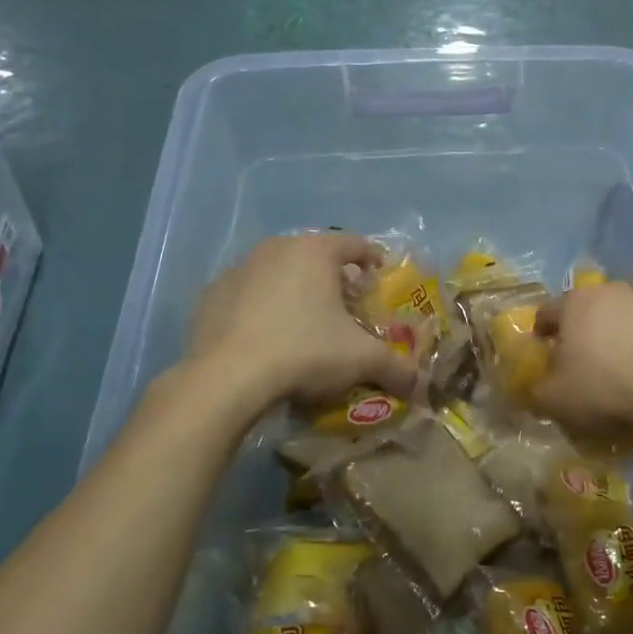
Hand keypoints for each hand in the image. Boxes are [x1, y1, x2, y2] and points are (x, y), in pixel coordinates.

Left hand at [185, 233, 418, 413]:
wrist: (227, 378)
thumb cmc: (304, 352)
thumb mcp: (361, 360)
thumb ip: (397, 369)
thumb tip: (421, 388)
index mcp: (315, 252)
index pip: (355, 245)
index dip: (372, 260)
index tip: (379, 276)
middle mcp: (276, 248)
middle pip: (315, 257)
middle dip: (333, 278)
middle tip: (346, 305)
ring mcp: (238, 269)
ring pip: (278, 272)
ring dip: (295, 290)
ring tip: (306, 323)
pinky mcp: (211, 295)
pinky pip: (247, 295)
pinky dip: (261, 308)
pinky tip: (267, 337)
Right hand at [531, 282, 632, 434]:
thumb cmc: (602, 387)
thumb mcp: (554, 399)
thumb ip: (535, 391)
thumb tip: (536, 387)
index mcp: (574, 302)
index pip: (545, 314)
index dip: (540, 338)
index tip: (543, 360)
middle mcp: (607, 292)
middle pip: (582, 313)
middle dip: (576, 336)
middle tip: (575, 366)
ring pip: (613, 321)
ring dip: (607, 340)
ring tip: (610, 372)